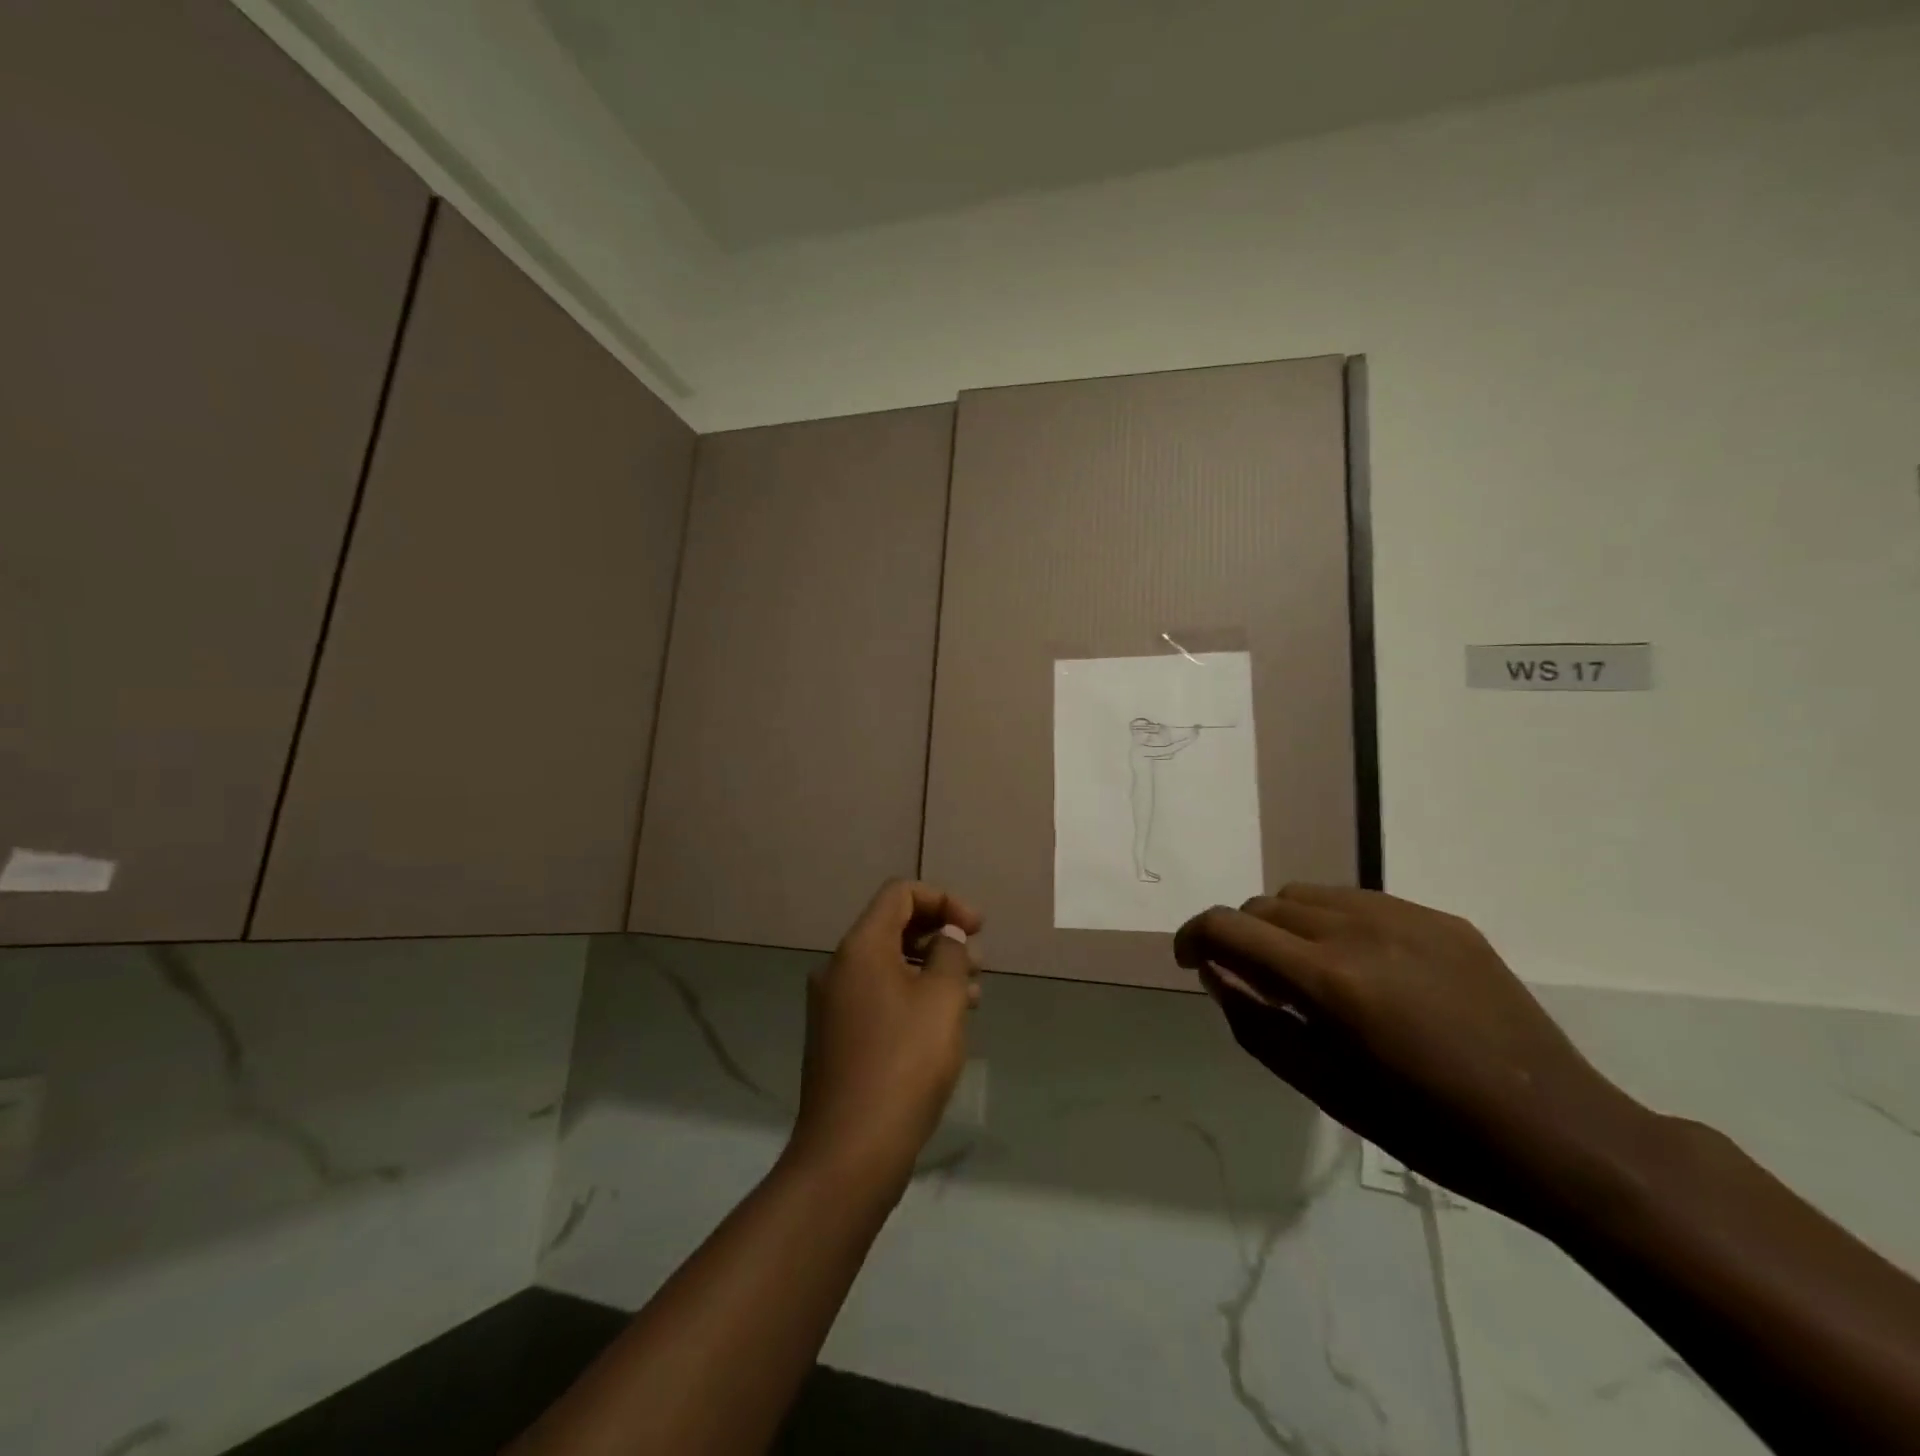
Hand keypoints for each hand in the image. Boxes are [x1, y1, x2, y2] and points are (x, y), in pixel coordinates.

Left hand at [785, 880, 982, 1196]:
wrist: (852, 1150)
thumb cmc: (904, 1063)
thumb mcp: (942, 999)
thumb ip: (950, 953)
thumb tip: (947, 936)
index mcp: (860, 948)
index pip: (900, 894)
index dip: (944, 900)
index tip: (977, 928)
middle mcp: (839, 968)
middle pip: (893, 927)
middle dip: (940, 936)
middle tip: (978, 963)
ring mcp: (834, 1006)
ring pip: (889, 966)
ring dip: (931, 970)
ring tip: (971, 997)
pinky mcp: (837, 1039)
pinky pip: (878, 998)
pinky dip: (912, 997)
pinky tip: (943, 1026)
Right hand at [1175, 885, 1655, 1224]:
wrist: (1558, 1132)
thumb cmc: (1430, 1129)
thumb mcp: (1324, 1089)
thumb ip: (1254, 1024)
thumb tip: (1214, 973)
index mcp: (1329, 981)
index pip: (1228, 927)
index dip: (1193, 936)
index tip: (1190, 959)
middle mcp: (1360, 931)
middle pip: (1265, 905)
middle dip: (1243, 936)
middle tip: (1258, 983)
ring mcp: (1406, 918)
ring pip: (1308, 894)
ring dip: (1286, 925)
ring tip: (1310, 973)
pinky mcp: (1442, 919)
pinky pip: (1360, 900)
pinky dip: (1336, 923)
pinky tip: (1365, 968)